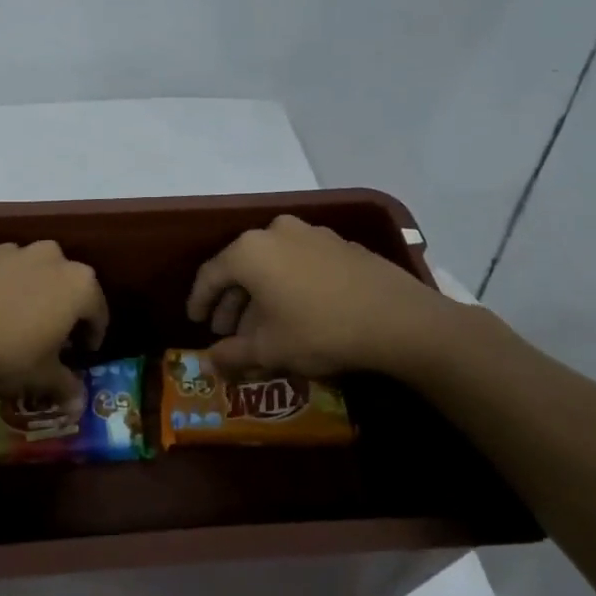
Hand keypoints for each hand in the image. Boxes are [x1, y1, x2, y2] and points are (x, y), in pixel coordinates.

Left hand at [0, 241, 107, 405]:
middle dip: (60, 304)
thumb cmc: (6, 354)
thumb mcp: (41, 378)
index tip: (83, 352)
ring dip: (25, 290)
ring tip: (10, 319)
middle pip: (64, 281)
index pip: (98, 309)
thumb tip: (79, 403)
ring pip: (26, 269)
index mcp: (78, 284)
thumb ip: (65, 385)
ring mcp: (8, 250)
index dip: (93, 333)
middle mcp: (48, 257)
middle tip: (49, 334)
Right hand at [184, 214, 458, 380]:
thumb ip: (232, 354)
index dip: (199, 301)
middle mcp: (275, 232)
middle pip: (241, 267)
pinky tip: (298, 312)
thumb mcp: (269, 349)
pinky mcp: (340, 244)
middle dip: (232, 301)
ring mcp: (311, 234)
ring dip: (261, 294)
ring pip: (272, 265)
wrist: (398, 319)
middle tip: (228, 331)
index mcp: (249, 251)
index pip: (210, 275)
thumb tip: (208, 364)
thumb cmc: (319, 330)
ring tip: (263, 326)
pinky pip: (300, 263)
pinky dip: (289, 285)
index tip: (196, 322)